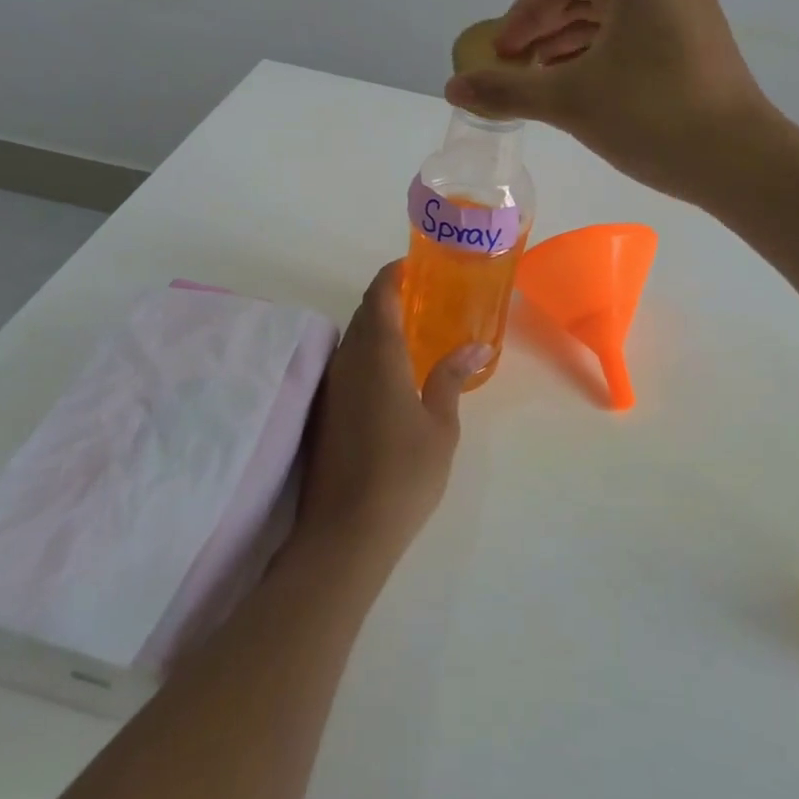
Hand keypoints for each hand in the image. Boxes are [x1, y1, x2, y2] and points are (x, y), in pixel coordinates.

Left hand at [296, 262, 484, 564]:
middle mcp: (348, 361)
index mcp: (378, 354)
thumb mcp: (440, 426)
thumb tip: (475, 346)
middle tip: (423, 300)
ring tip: (411, 335)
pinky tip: (389, 377)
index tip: (413, 265)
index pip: (380, 295)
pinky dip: (367, 355)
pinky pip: (346, 365)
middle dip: (388, 299)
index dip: (393, 274)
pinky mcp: (323, 412)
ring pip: (352, 340)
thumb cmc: (403, 474)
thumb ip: (451, 379)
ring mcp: (330, 387)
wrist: (345, 533)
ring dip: (376, 328)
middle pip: (364, 314)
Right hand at [446, 0, 780, 202]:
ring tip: (545, 83)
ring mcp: (693, 12)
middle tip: (517, 68)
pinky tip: (588, 89)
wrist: (741, 163)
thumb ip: (506, 89)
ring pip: (615, 16)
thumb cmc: (650, 117)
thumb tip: (452, 87)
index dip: (524, 11)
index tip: (503, 52)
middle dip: (545, 29)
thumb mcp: (569, 101)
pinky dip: (605, 55)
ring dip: (572, 44)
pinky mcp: (704, 44)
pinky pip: (640, 35)